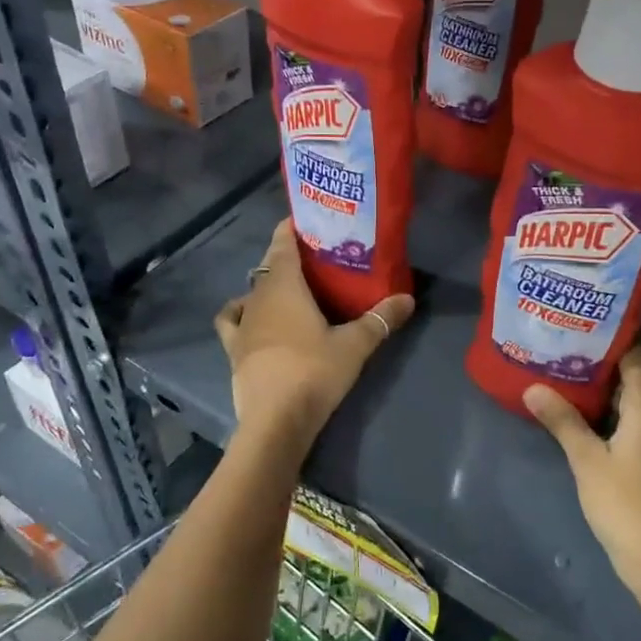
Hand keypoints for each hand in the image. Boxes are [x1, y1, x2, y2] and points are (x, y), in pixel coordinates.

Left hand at [215, 219, 413, 444]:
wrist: (275, 421)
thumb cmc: (314, 372)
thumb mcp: (355, 345)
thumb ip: (381, 319)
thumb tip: (408, 298)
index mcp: (285, 287)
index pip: (283, 244)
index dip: (291, 229)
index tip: (304, 220)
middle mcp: (258, 297)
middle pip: (270, 267)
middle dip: (287, 258)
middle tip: (314, 260)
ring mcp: (243, 323)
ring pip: (253, 291)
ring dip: (267, 286)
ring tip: (289, 292)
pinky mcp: (234, 349)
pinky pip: (232, 320)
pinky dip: (240, 312)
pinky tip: (251, 317)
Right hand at [524, 344, 640, 593]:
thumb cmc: (625, 505)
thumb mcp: (587, 460)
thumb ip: (562, 420)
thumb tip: (533, 387)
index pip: (636, 355)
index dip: (611, 336)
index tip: (580, 322)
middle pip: (637, 375)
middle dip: (603, 361)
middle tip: (564, 347)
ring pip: (638, 400)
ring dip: (609, 388)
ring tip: (569, 375)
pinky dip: (617, 412)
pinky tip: (589, 416)